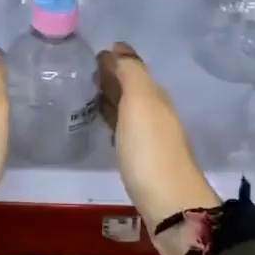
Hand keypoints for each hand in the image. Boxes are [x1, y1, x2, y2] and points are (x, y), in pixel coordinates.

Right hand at [97, 42, 217, 254]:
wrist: (170, 205)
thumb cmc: (150, 151)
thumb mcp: (141, 103)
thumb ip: (131, 73)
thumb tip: (119, 49)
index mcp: (156, 97)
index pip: (135, 70)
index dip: (116, 60)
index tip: (92, 53)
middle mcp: (156, 115)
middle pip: (133, 89)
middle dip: (112, 77)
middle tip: (84, 71)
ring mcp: (150, 139)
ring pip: (128, 110)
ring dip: (111, 99)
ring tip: (86, 94)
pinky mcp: (141, 161)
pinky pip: (124, 130)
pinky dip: (112, 121)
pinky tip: (101, 125)